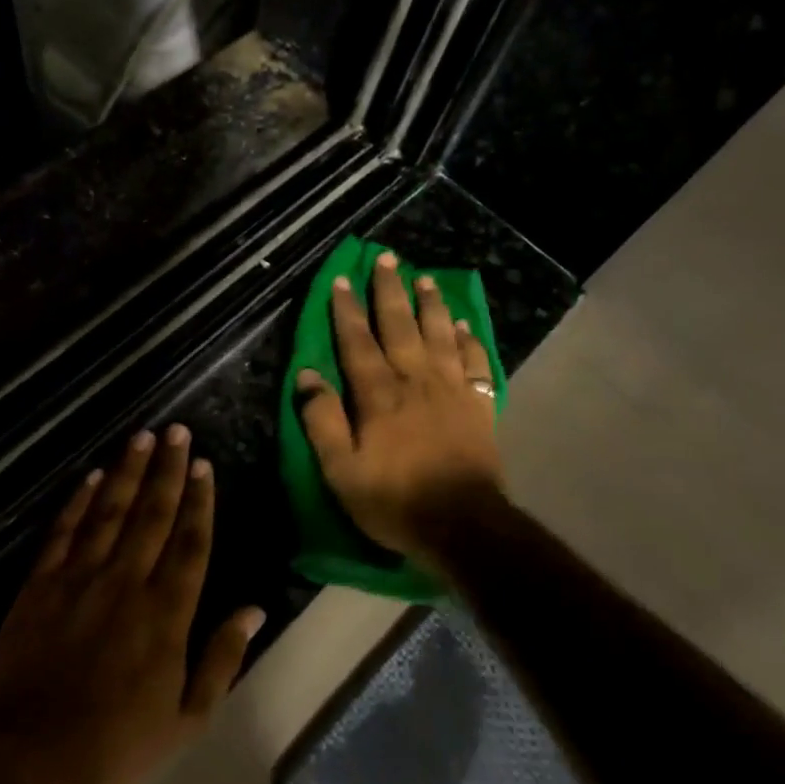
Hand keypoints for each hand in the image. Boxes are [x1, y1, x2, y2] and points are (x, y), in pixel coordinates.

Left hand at [0, 426, 265, 783]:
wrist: (30, 762)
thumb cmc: (116, 746)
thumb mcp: (187, 720)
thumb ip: (223, 659)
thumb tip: (254, 609)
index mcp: (166, 613)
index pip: (190, 542)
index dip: (199, 500)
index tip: (204, 464)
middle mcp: (127, 582)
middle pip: (153, 514)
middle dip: (168, 469)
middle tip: (177, 431)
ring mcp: (80, 579)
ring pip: (111, 512)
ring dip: (129, 472)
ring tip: (143, 438)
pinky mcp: (40, 585)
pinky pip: (64, 532)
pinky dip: (79, 501)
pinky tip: (93, 476)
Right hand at [296, 251, 504, 558]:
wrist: (464, 526)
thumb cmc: (395, 500)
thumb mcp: (341, 470)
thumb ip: (322, 420)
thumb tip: (306, 375)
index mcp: (379, 394)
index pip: (358, 341)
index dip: (347, 309)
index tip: (342, 279)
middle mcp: (415, 380)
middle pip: (401, 325)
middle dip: (390, 290)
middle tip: (387, 257)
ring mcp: (452, 390)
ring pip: (440, 334)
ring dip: (431, 303)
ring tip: (424, 277)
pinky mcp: (478, 405)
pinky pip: (475, 362)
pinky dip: (469, 340)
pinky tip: (464, 325)